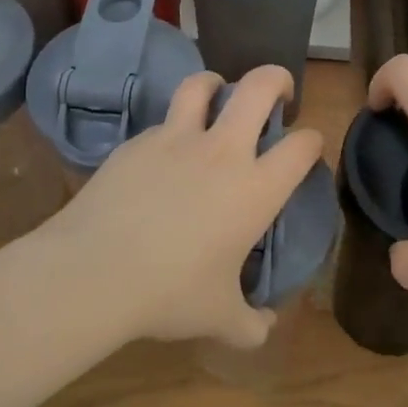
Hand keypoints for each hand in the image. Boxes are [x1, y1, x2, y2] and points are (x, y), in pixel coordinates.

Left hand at [39, 63, 322, 348]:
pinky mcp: (135, 143)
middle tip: (278, 92)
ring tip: (217, 94)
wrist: (94, 272)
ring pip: (201, 85)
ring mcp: (174, 140)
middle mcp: (221, 152)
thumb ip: (250, 323)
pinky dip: (172, 129)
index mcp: (255, 188)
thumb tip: (264, 327)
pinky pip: (161, 123)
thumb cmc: (169, 294)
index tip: (308, 148)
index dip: (313, 142)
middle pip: (257, 87)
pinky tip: (163, 155)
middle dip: (275, 79)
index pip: (302, 146)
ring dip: (216, 84)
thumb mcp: (219, 318)